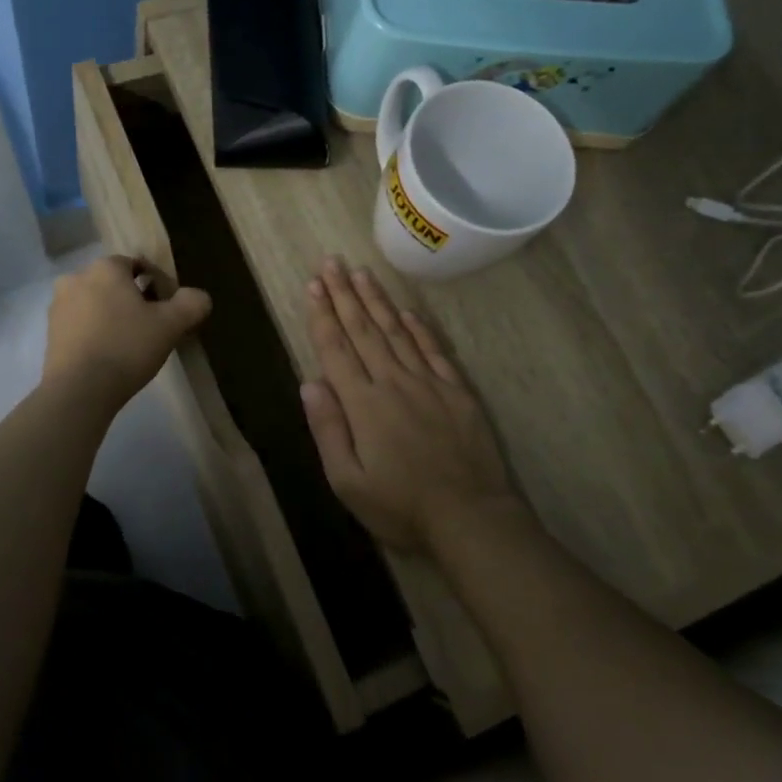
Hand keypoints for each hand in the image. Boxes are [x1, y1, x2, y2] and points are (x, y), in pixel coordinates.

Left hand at [43, 255, 211, 414]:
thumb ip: (190, 304)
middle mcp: (76, 278)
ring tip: (130, 345)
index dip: (157, 285)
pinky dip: (95, 333)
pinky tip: (108, 356)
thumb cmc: (127, 347)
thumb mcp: (171, 325)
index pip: (136, 265)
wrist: (79, 390)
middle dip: (132, 300)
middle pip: (114, 284)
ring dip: (112, 317)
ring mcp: (58, 306)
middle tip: (151, 329)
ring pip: (95, 304)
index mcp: (105, 268)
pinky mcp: (50, 333)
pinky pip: (80, 325)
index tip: (167, 310)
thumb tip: (199, 297)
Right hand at [299, 258, 516, 550]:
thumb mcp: (347, 482)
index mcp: (363, 404)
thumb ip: (328, 429)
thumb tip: (310, 382)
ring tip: (360, 272)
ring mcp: (428, 383)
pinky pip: (433, 350)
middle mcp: (393, 382)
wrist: (471, 518)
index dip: (322, 315)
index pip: (336, 349)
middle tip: (331, 263)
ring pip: (396, 331)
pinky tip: (406, 310)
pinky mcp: (457, 391)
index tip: (312, 285)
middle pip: (363, 330)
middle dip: (344, 294)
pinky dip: (418, 327)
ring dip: (376, 301)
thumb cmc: (401, 507)